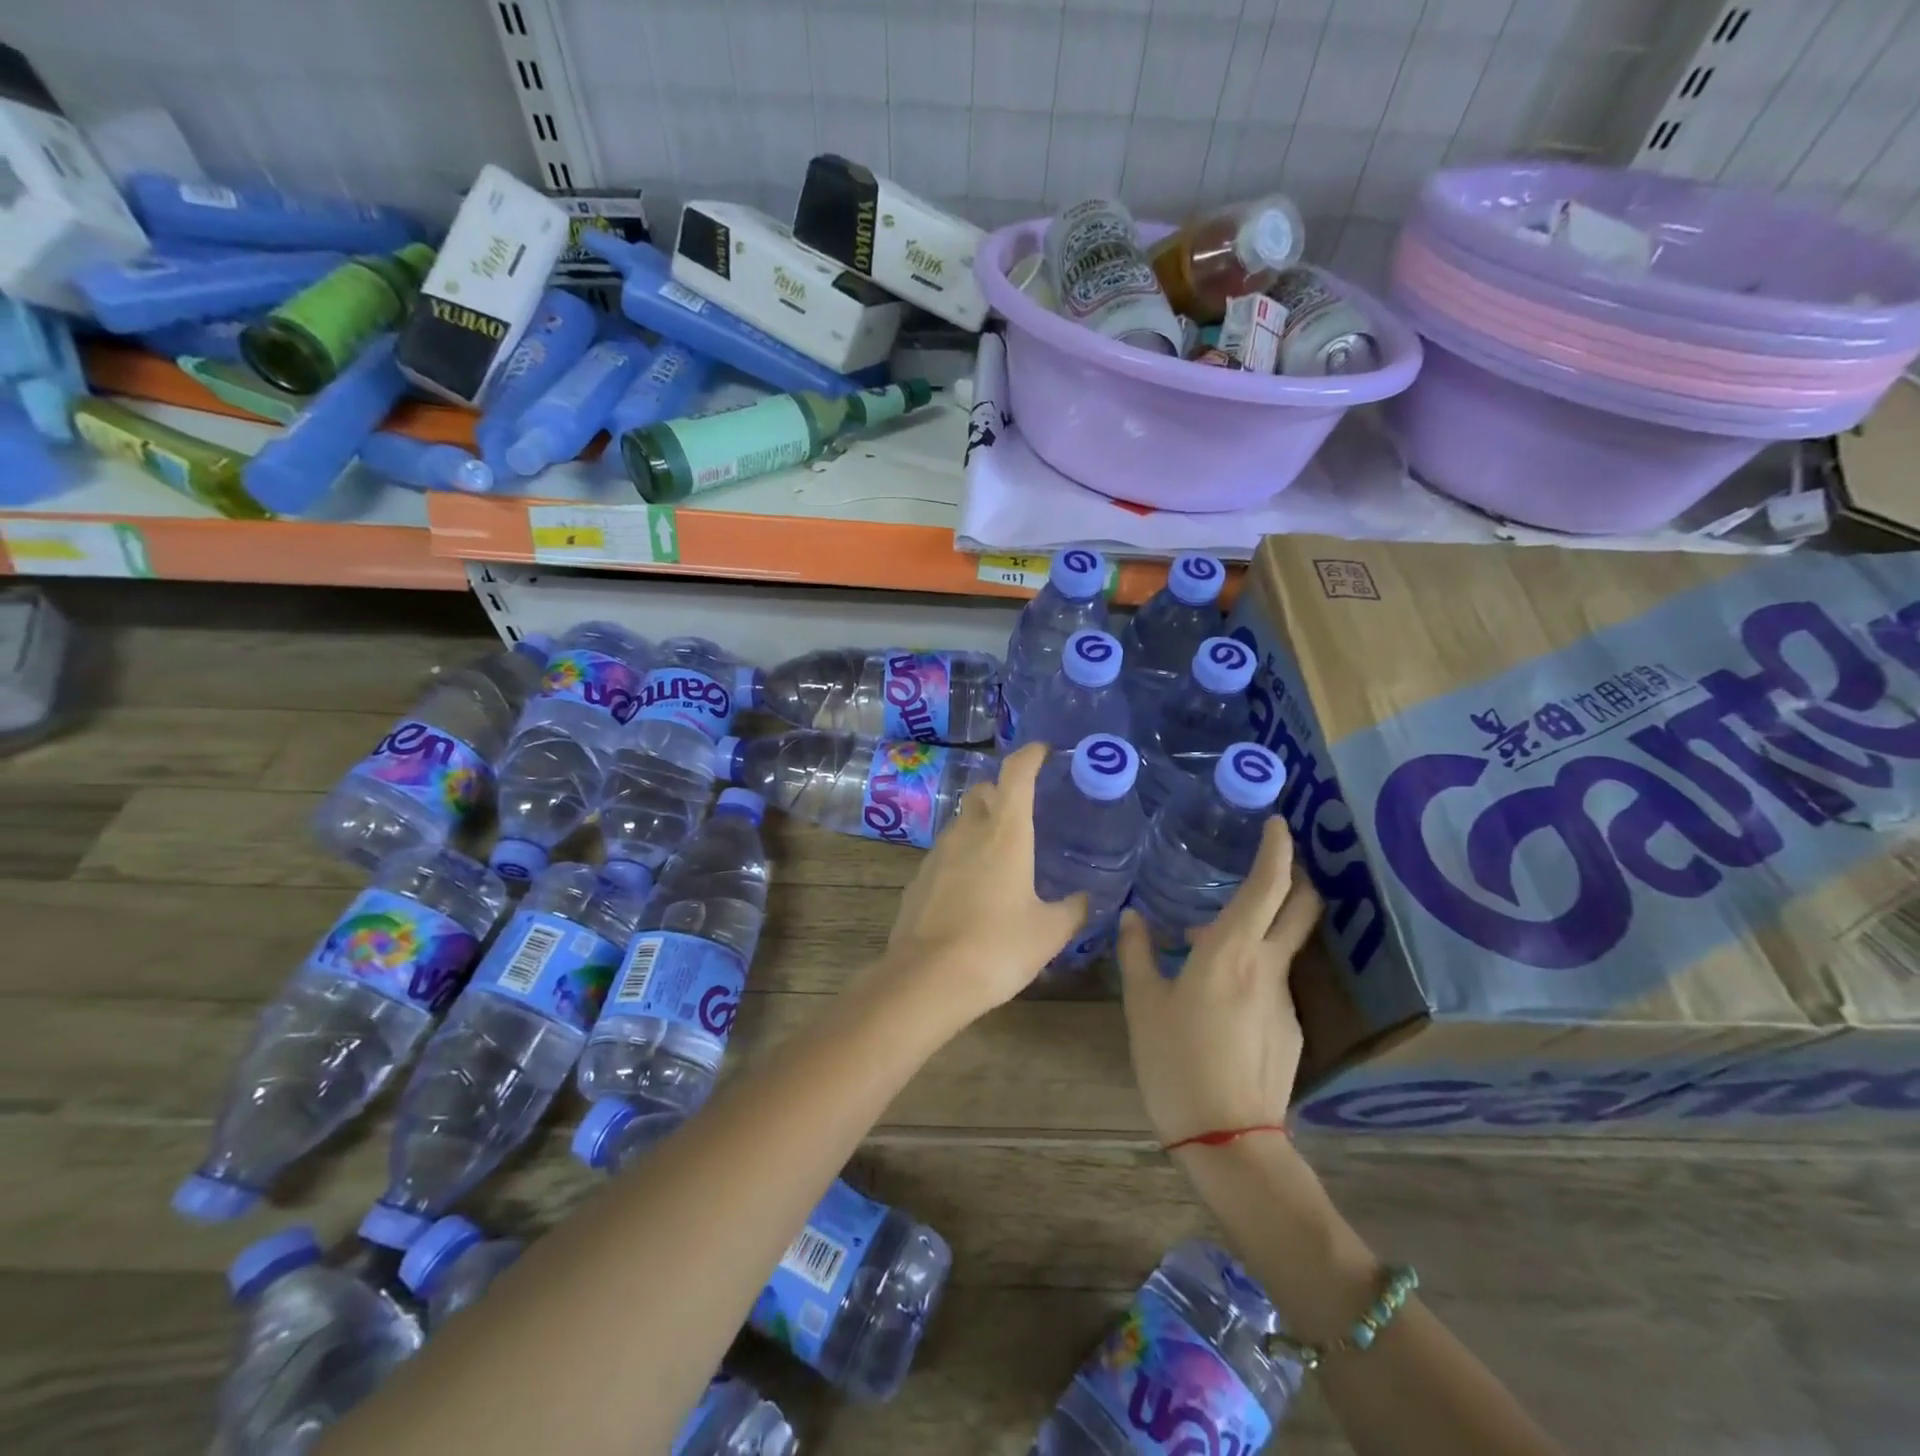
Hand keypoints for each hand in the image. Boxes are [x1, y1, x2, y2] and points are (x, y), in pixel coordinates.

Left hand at [874, 742, 1086, 1030]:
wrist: (927, 979)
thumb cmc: (997, 948)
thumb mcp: (1049, 933)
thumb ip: (1073, 910)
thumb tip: (1085, 900)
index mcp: (1005, 833)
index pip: (1016, 773)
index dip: (1030, 755)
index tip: (1044, 752)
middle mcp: (968, 832)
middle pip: (984, 792)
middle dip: (1003, 792)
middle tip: (1025, 812)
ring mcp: (938, 854)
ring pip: (962, 822)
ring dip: (981, 825)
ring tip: (1002, 855)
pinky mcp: (919, 878)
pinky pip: (945, 853)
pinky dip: (962, 857)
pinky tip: (973, 889)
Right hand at [1116, 816, 1322, 1146]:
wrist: (1228, 1140)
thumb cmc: (1176, 1061)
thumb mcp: (1143, 1003)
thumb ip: (1138, 952)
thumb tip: (1133, 918)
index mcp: (1231, 951)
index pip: (1268, 885)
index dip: (1277, 849)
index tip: (1278, 824)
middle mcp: (1267, 966)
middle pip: (1301, 908)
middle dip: (1295, 876)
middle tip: (1271, 861)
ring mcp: (1285, 999)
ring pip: (1281, 945)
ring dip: (1258, 929)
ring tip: (1205, 944)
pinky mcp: (1291, 1029)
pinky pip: (1273, 981)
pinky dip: (1251, 968)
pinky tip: (1217, 995)